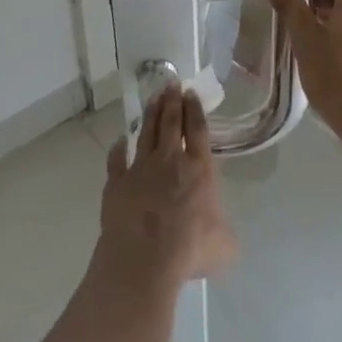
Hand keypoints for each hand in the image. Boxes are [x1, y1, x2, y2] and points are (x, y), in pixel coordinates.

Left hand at [97, 89, 237, 288]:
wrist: (144, 259)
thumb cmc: (190, 249)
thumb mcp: (224, 245)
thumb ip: (224, 232)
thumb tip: (223, 234)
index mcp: (199, 169)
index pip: (197, 130)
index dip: (194, 109)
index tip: (190, 92)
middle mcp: (170, 161)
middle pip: (170, 123)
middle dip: (172, 101)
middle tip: (171, 82)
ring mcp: (140, 169)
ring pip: (146, 133)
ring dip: (150, 114)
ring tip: (153, 97)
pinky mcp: (117, 183)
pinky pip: (116, 160)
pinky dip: (118, 149)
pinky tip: (119, 141)